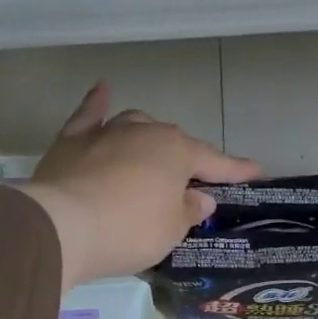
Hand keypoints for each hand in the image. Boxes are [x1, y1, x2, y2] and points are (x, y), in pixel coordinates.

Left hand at [19, 83, 259, 288]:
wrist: (62, 227)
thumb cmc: (130, 230)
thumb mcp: (171, 229)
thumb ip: (189, 210)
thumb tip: (199, 197)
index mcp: (176, 151)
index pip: (214, 162)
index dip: (235, 170)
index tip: (255, 172)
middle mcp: (144, 132)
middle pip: (174, 143)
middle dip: (188, 160)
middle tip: (196, 183)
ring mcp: (106, 133)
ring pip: (136, 125)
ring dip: (150, 137)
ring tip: (156, 153)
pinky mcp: (71, 142)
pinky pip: (89, 115)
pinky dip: (97, 103)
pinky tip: (103, 89)